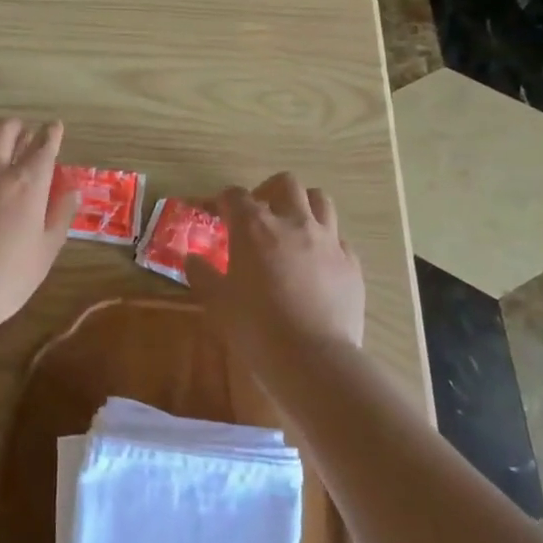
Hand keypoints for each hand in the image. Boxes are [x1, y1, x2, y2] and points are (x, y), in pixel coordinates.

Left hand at [0, 118, 80, 338]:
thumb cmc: (5, 278)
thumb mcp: (46, 252)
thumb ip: (60, 215)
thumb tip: (71, 190)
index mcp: (26, 183)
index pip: (43, 146)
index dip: (51, 133)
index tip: (54, 127)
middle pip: (3, 129)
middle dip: (16, 127)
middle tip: (21, 135)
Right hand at [186, 173, 364, 359]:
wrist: (314, 359)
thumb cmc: (256, 327)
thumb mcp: (218, 302)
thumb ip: (203, 275)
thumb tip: (192, 260)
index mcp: (254, 227)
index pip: (235, 195)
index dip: (224, 201)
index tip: (217, 214)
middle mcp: (293, 222)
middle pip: (285, 183)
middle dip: (269, 191)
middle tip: (259, 215)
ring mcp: (327, 240)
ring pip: (320, 200)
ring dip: (303, 206)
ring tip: (293, 227)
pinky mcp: (351, 263)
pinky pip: (339, 239)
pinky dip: (326, 242)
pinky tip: (318, 262)